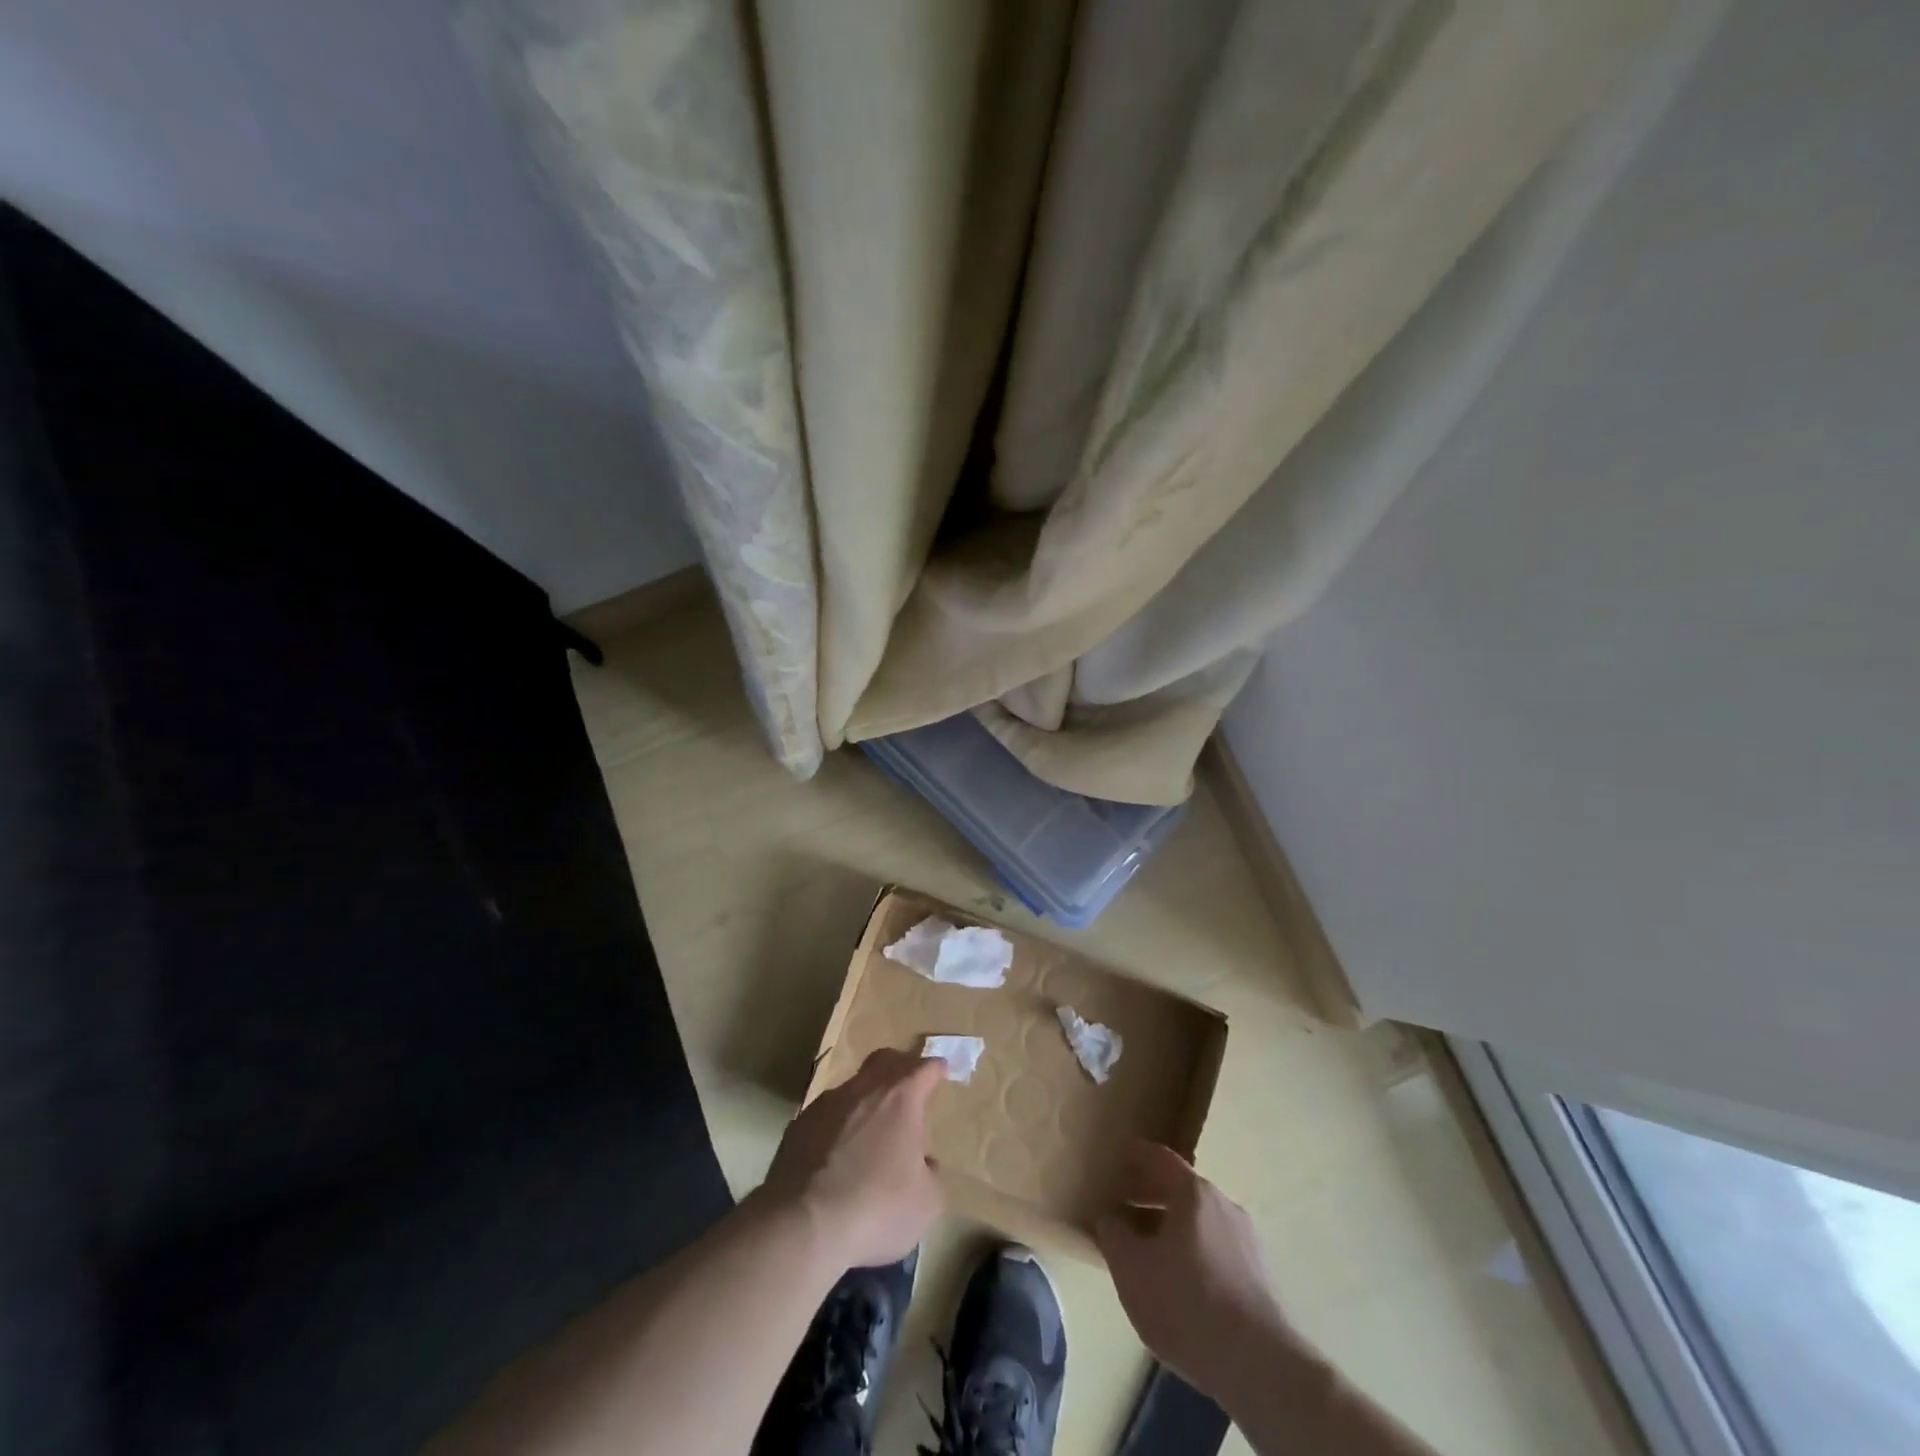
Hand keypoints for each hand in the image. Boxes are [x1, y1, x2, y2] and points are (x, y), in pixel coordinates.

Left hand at [759, 1048, 945, 1269]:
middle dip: (899, 1066)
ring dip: (865, 1100)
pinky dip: (838, 1125)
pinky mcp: (798, 1126)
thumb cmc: (877, 1208)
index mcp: (900, 1099)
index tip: (941, 1070)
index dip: (935, 1068)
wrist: (803, 1226)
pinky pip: (826, 1115)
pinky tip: (837, 1154)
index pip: (924, 1068)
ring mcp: (826, 1104)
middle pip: (884, 1060)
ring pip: (852, 1087)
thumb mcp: (926, 1203)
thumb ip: (930, 1175)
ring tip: (870, 1129)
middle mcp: (863, 1090)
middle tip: (908, 1083)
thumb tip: (924, 1164)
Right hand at [1095, 1141, 1304, 1402]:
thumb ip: (1113, 1234)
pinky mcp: (1260, 1275)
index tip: (1119, 1155)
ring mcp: (1247, 1240)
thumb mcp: (1131, 1270)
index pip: (1160, 1157)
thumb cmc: (1187, 1305)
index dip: (1136, 1154)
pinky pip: (1217, 1246)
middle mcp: (1224, 1205)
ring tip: (1149, 1248)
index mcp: (1194, 1193)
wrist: (1261, 1367)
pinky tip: (1182, 1281)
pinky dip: (1194, 1249)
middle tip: (1123, 1205)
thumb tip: (1109, 1218)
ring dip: (1172, 1224)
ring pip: (1200, 1219)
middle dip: (1150, 1194)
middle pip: (1181, 1188)